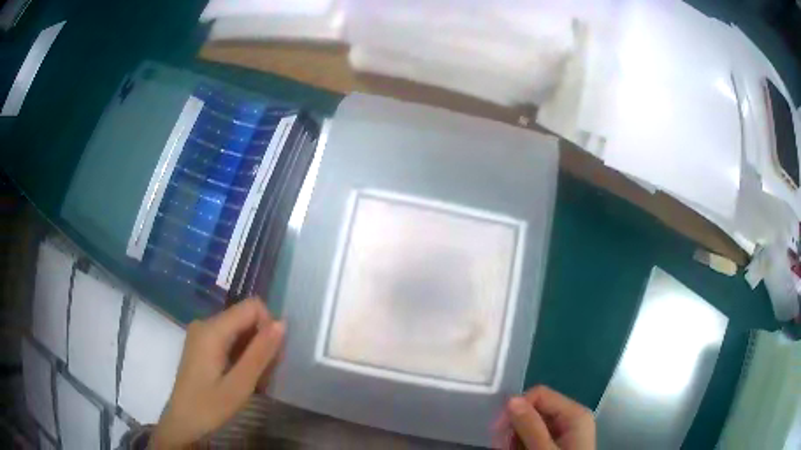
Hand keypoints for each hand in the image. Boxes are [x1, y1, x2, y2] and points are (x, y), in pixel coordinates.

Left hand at [151, 298, 284, 448]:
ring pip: (239, 330)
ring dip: (253, 352)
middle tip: (264, 376)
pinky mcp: (202, 345)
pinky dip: (242, 356)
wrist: (183, 423)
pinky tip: (243, 378)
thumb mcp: (240, 384)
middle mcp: (205, 323)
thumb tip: (282, 323)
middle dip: (262, 343)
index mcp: (212, 329)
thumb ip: (260, 353)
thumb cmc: (209, 407)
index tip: (271, 358)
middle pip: (245, 318)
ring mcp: (201, 334)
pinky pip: (229, 339)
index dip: (268, 328)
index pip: (252, 307)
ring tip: (255, 381)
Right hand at [499, 385, 594, 449]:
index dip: (517, 407)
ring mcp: (565, 431)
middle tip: (500, 446)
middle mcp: (571, 418)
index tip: (498, 430)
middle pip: (535, 409)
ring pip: (532, 423)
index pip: (540, 394)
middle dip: (514, 426)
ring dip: (515, 437)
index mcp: (574, 414)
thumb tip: (511, 400)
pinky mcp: (558, 442)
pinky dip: (521, 443)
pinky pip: (535, 435)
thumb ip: (530, 426)